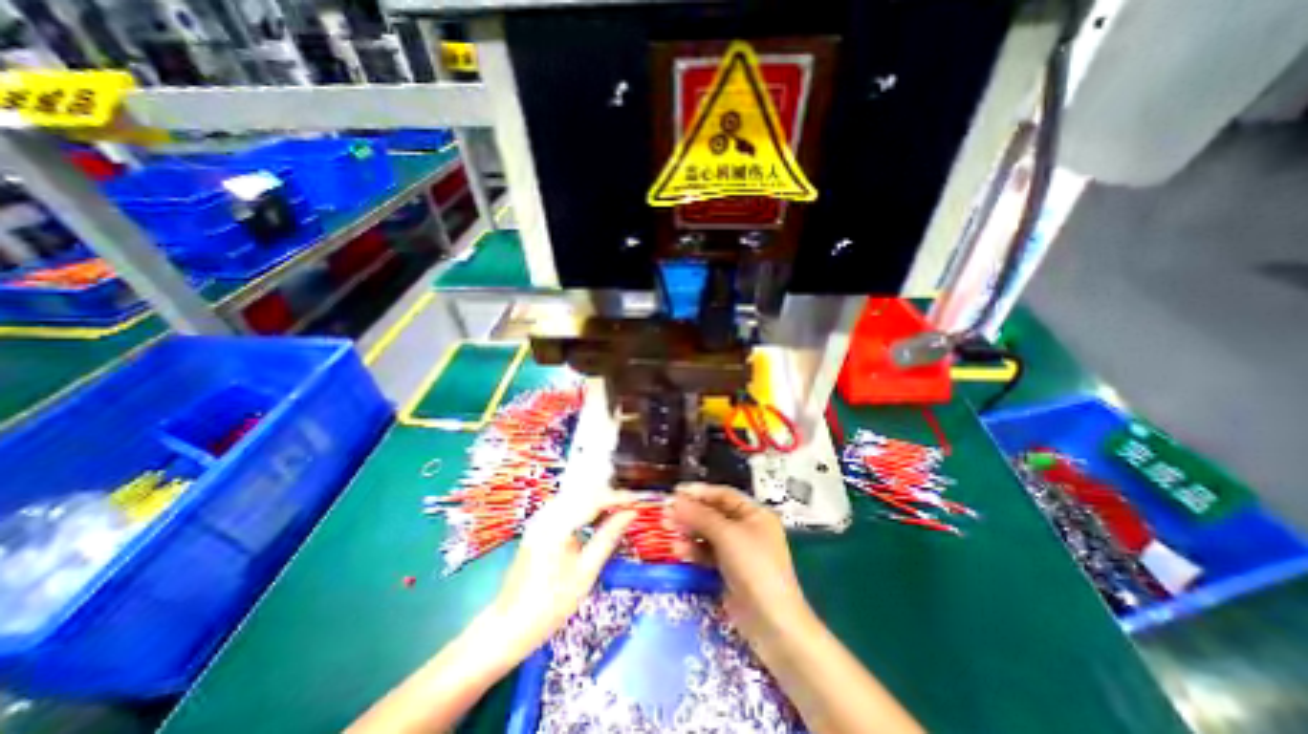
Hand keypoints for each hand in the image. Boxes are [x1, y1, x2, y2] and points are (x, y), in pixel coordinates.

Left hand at [483, 488, 638, 665]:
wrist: (509, 626)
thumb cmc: (551, 604)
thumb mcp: (586, 572)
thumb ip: (608, 537)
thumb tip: (630, 514)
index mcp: (557, 524)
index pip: (593, 498)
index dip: (618, 497)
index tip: (638, 501)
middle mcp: (547, 513)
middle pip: (584, 493)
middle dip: (610, 497)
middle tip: (632, 506)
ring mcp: (541, 518)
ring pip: (577, 498)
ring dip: (599, 502)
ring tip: (620, 512)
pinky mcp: (540, 525)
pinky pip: (568, 507)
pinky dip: (587, 509)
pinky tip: (599, 519)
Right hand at [667, 484, 814, 643]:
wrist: (771, 623)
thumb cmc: (754, 567)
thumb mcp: (727, 535)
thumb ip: (700, 515)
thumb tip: (675, 499)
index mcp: (754, 514)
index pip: (723, 495)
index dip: (699, 492)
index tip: (675, 493)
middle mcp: (747, 529)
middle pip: (713, 514)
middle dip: (689, 513)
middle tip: (665, 514)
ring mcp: (738, 551)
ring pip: (708, 534)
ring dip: (688, 532)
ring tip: (668, 531)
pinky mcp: (729, 571)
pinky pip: (707, 554)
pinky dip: (693, 551)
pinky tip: (679, 550)